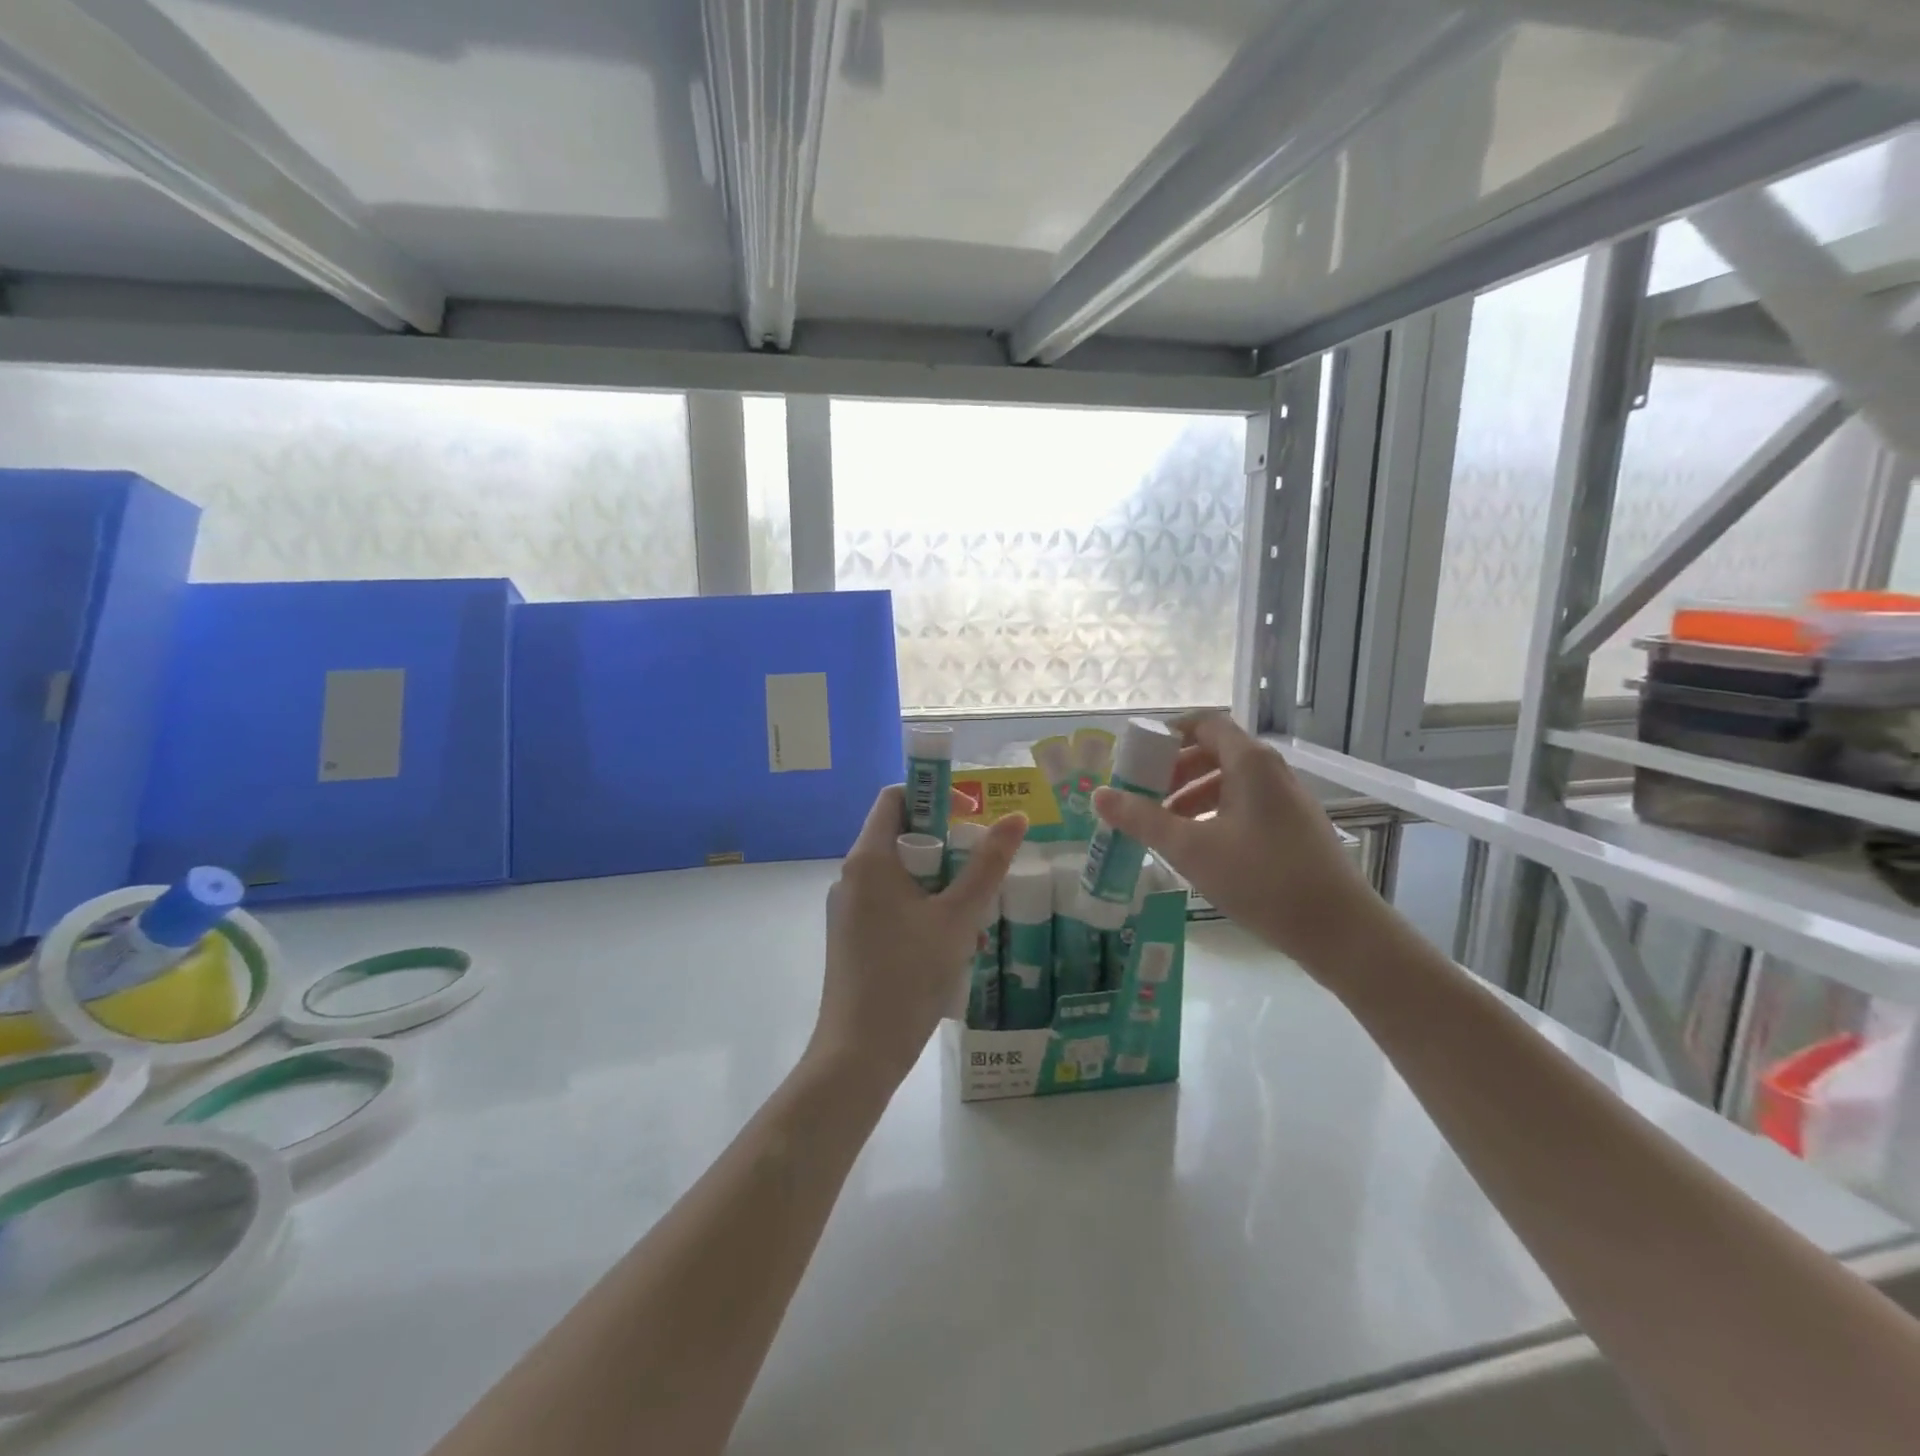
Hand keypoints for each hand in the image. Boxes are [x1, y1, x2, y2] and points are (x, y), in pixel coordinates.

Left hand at [810, 787, 1026, 1089]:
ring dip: (938, 881)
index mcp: (869, 858)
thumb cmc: (908, 976)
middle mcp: (851, 875)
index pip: (896, 797)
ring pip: (899, 874)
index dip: (934, 795)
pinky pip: (889, 902)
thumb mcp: (958, 917)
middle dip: (945, 844)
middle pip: (900, 835)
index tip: (972, 814)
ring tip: (975, 910)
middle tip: (983, 864)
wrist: (859, 1053)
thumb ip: (987, 865)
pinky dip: (921, 905)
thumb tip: (1015, 818)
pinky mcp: (851, 936)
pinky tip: (952, 939)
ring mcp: (847, 908)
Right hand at [1091, 713, 1384, 970]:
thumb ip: (1143, 819)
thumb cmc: (1261, 878)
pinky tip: (1199, 846)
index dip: (1168, 733)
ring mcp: (1286, 798)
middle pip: (1214, 751)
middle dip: (1174, 769)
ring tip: (1164, 825)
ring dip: (1192, 794)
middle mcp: (1270, 770)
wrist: (1338, 929)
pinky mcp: (1293, 826)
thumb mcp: (1191, 848)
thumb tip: (1099, 795)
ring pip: (1229, 781)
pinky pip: (1245, 803)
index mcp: (1249, 762)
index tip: (1137, 757)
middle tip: (1144, 794)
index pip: (1204, 723)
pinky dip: (1215, 812)